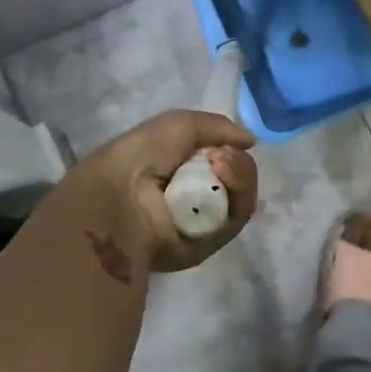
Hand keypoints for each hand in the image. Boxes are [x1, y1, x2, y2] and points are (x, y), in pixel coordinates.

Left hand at [85, 111, 258, 272]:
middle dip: (238, 165)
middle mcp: (189, 200)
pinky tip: (222, 175)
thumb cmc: (141, 156)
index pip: (220, 164)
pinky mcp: (206, 246)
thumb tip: (250, 141)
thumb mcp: (178, 125)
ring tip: (222, 162)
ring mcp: (199, 224)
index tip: (227, 143)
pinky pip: (235, 220)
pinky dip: (237, 195)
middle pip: (235, 182)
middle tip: (223, 156)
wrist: (120, 195)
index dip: (228, 150)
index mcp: (176, 174)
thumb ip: (218, 127)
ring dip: (239, 176)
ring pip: (240, 200)